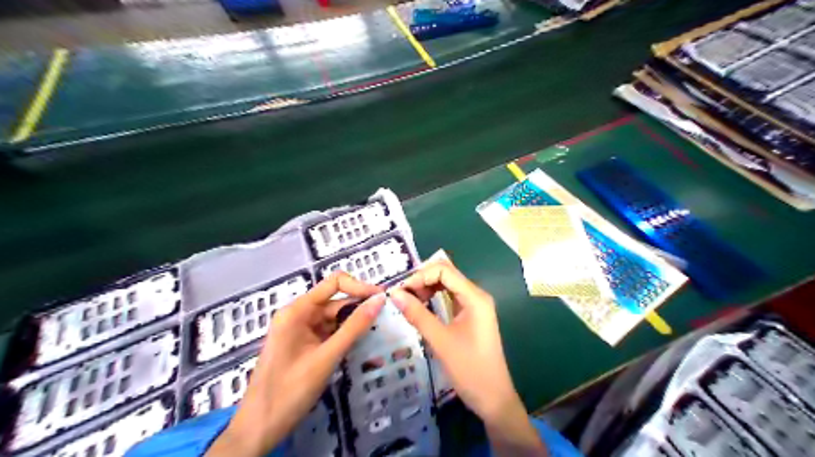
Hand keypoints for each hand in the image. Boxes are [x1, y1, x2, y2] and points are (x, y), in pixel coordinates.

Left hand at [209, 273, 388, 455]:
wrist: (258, 429)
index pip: (334, 283)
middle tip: (387, 318)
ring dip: (355, 324)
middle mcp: (299, 314)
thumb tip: (379, 300)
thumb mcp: (326, 357)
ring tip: (380, 331)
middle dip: (360, 307)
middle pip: (336, 301)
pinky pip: (329, 332)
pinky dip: (346, 336)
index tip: (382, 299)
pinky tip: (363, 343)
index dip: (359, 286)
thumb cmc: (289, 391)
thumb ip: (354, 327)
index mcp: (297, 310)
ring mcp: (301, 330)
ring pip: (335, 318)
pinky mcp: (305, 345)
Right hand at [389, 261, 547, 456]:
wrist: (493, 398)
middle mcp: (476, 295)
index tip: (400, 291)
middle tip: (402, 295)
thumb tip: (395, 293)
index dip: (420, 275)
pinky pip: (450, 297)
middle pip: (446, 274)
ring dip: (427, 287)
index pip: (444, 270)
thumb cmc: (470, 369)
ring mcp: (475, 305)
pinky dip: (433, 297)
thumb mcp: (440, 341)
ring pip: (447, 284)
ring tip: (408, 300)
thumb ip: (418, 315)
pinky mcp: (471, 315)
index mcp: (475, 297)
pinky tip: (421, 305)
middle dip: (422, 279)